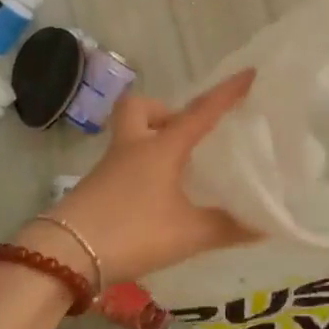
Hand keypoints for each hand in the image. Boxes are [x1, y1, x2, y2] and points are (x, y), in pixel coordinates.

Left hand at [18, 70, 256, 287]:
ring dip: (151, 141)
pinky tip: (156, 198)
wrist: (64, 256)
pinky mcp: (95, 189)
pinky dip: (142, 171)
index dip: (226, 93)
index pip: (201, 112)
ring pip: (129, 136)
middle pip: (140, 108)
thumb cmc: (132, 231)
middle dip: (163, 111)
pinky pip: (123, 164)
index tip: (248, 73)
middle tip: (185, 133)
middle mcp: (133, 147)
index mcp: (161, 147)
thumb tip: (265, 226)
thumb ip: (227, 228)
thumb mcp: (188, 233)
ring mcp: (109, 168)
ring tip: (178, 170)